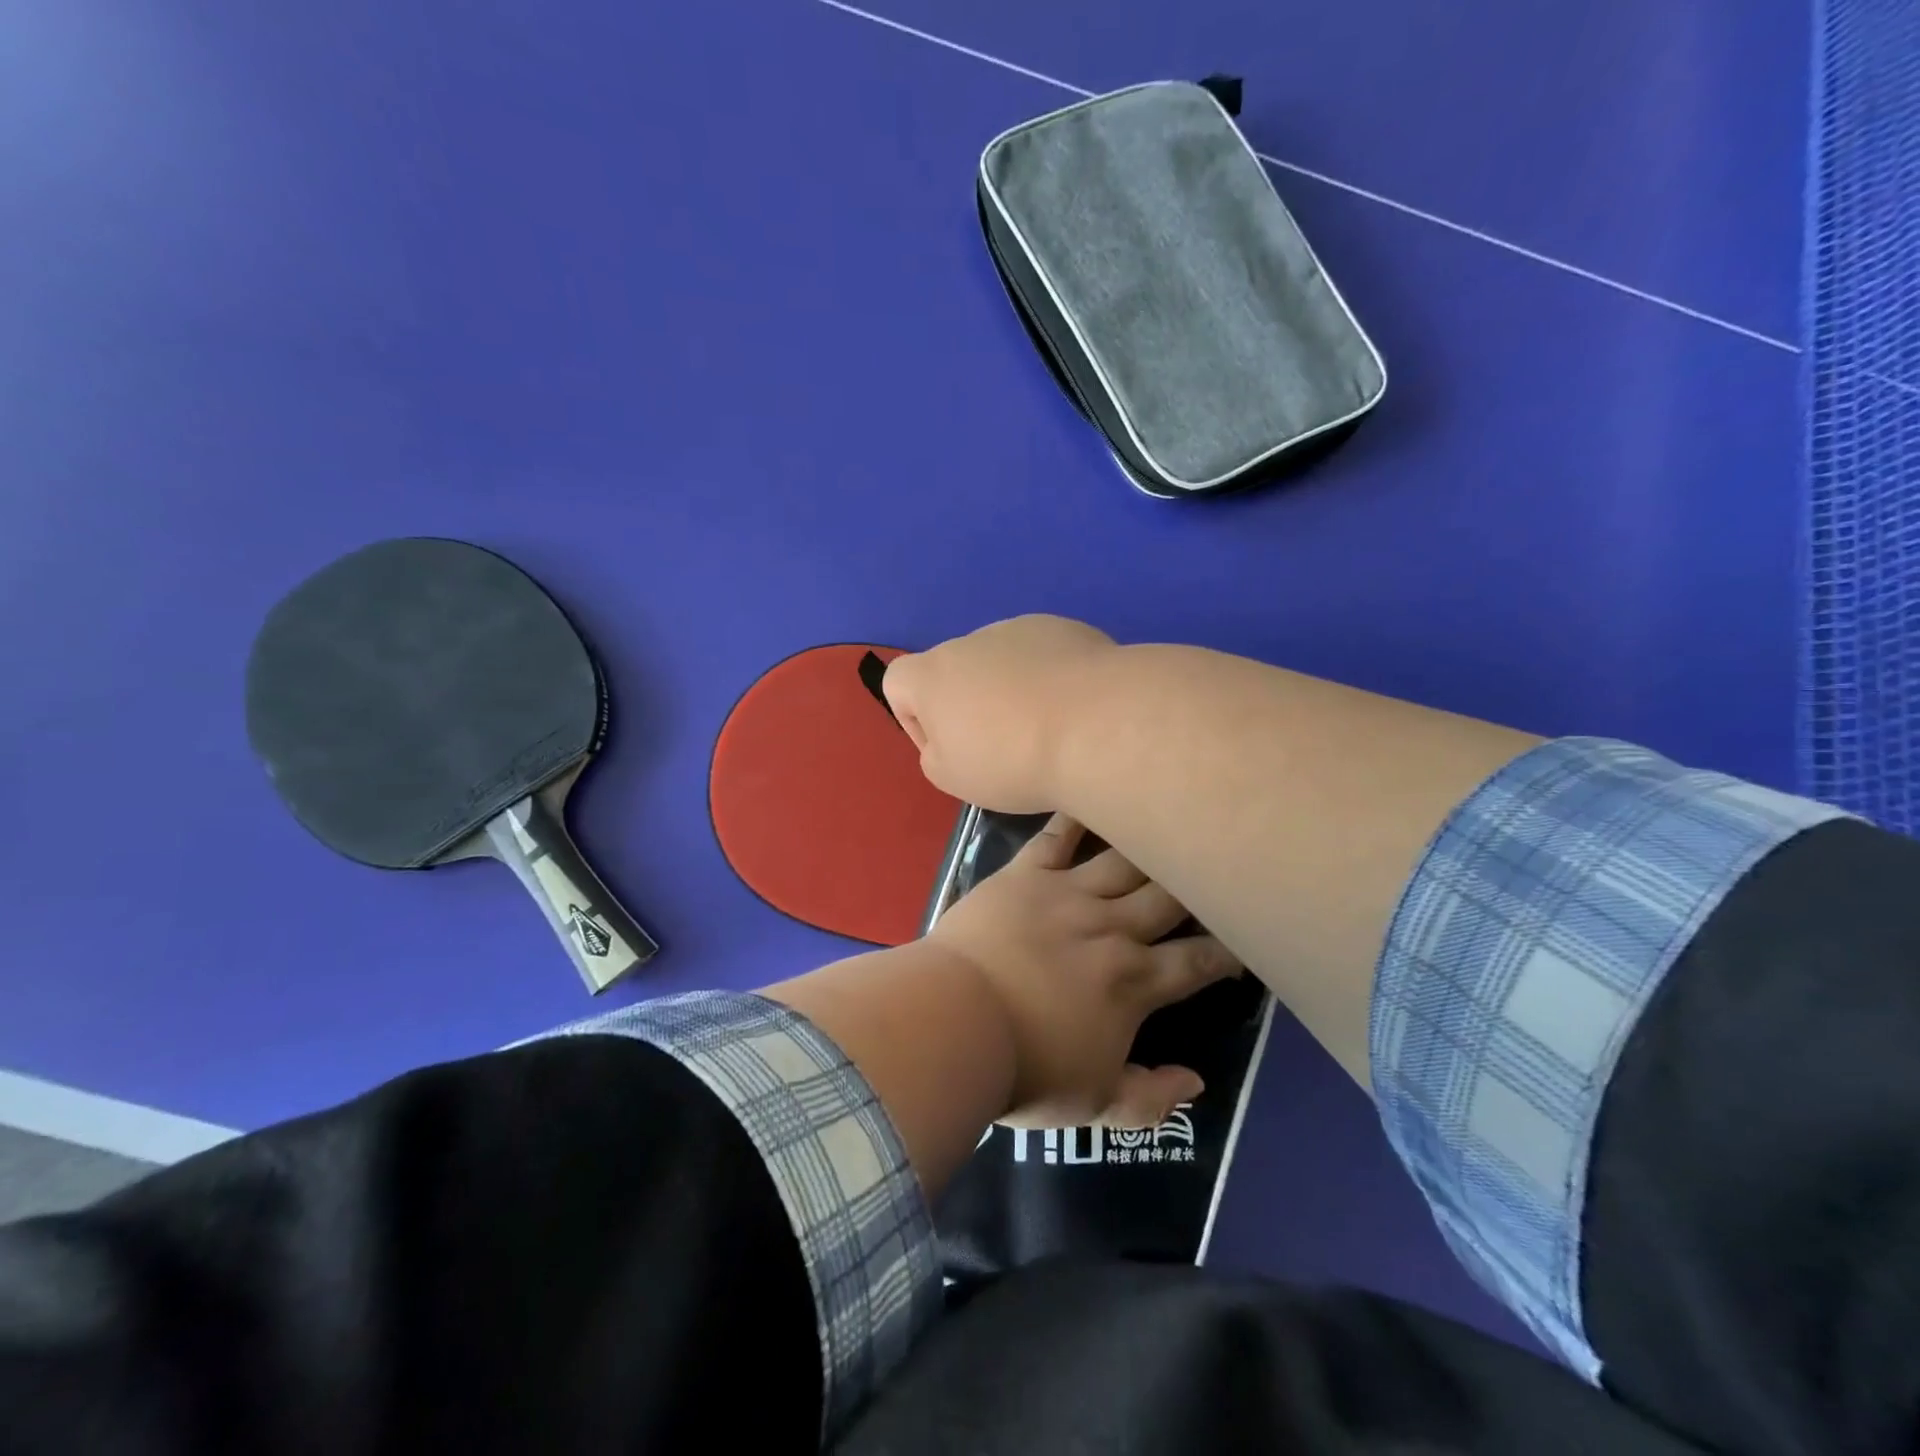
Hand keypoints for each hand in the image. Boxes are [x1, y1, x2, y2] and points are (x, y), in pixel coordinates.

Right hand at [883, 615, 1115, 812]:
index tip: (950, 748)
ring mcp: (1021, 629)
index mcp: (932, 673)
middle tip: (1003, 746)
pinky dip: (1050, 678)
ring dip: (1011, 688)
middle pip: (955, 671)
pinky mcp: (1067, 629)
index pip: (897, 681)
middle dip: (970, 704)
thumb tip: (950, 738)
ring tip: (1046, 727)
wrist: (1095, 726)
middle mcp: (971, 640)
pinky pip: (1044, 655)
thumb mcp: (952, 778)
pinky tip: (1074, 709)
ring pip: (1002, 661)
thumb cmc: (1011, 759)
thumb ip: (935, 754)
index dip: (914, 719)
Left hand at [929, 813, 1241, 1128]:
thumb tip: (1197, 1081)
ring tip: (1168, 826)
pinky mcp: (1026, 874)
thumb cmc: (1024, 1068)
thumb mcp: (1095, 1105)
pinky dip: (1076, 817)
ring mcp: (1069, 893)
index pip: (1199, 960)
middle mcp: (1113, 926)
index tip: (1245, 943)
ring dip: (1150, 844)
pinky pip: (1057, 836)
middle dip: (1199, 884)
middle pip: (1171, 896)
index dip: (1228, 951)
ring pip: (1125, 859)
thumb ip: (1152, 1098)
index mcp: (1135, 980)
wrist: (954, 1022)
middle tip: (1214, 871)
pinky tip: (1092, 794)